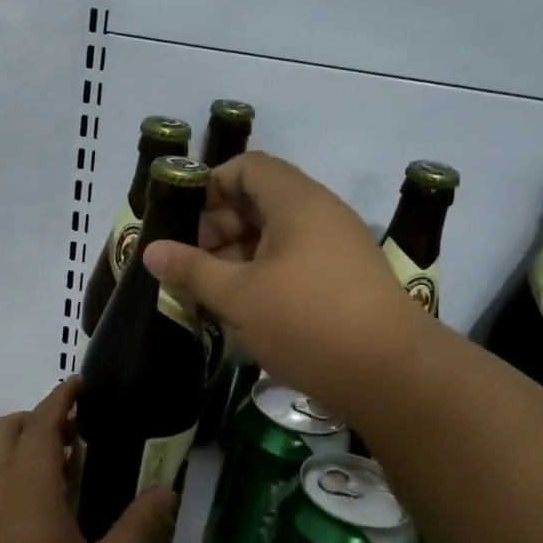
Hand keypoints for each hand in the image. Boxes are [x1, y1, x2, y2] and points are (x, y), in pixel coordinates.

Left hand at [0, 378, 177, 542]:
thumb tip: (166, 491)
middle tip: (72, 432)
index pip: (40, 421)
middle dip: (35, 418)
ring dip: (14, 443)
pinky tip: (28, 505)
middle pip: (4, 429)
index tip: (79, 385)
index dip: (60, 397)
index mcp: (27, 485)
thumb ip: (138, 525)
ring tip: (53, 465)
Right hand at [142, 152, 430, 417]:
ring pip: (276, 236)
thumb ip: (192, 270)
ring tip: (209, 290)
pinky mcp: (345, 281)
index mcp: (297, 202)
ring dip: (238, 256)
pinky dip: (264, 275)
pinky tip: (244, 309)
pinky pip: (295, 262)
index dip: (210, 186)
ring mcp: (337, 248)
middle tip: (189, 263)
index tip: (181, 221)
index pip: (247, 168)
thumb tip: (151, 250)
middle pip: (260, 200)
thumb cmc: (307, 321)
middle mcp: (321, 215)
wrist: (391, 374)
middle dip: (219, 227)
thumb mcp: (238, 296)